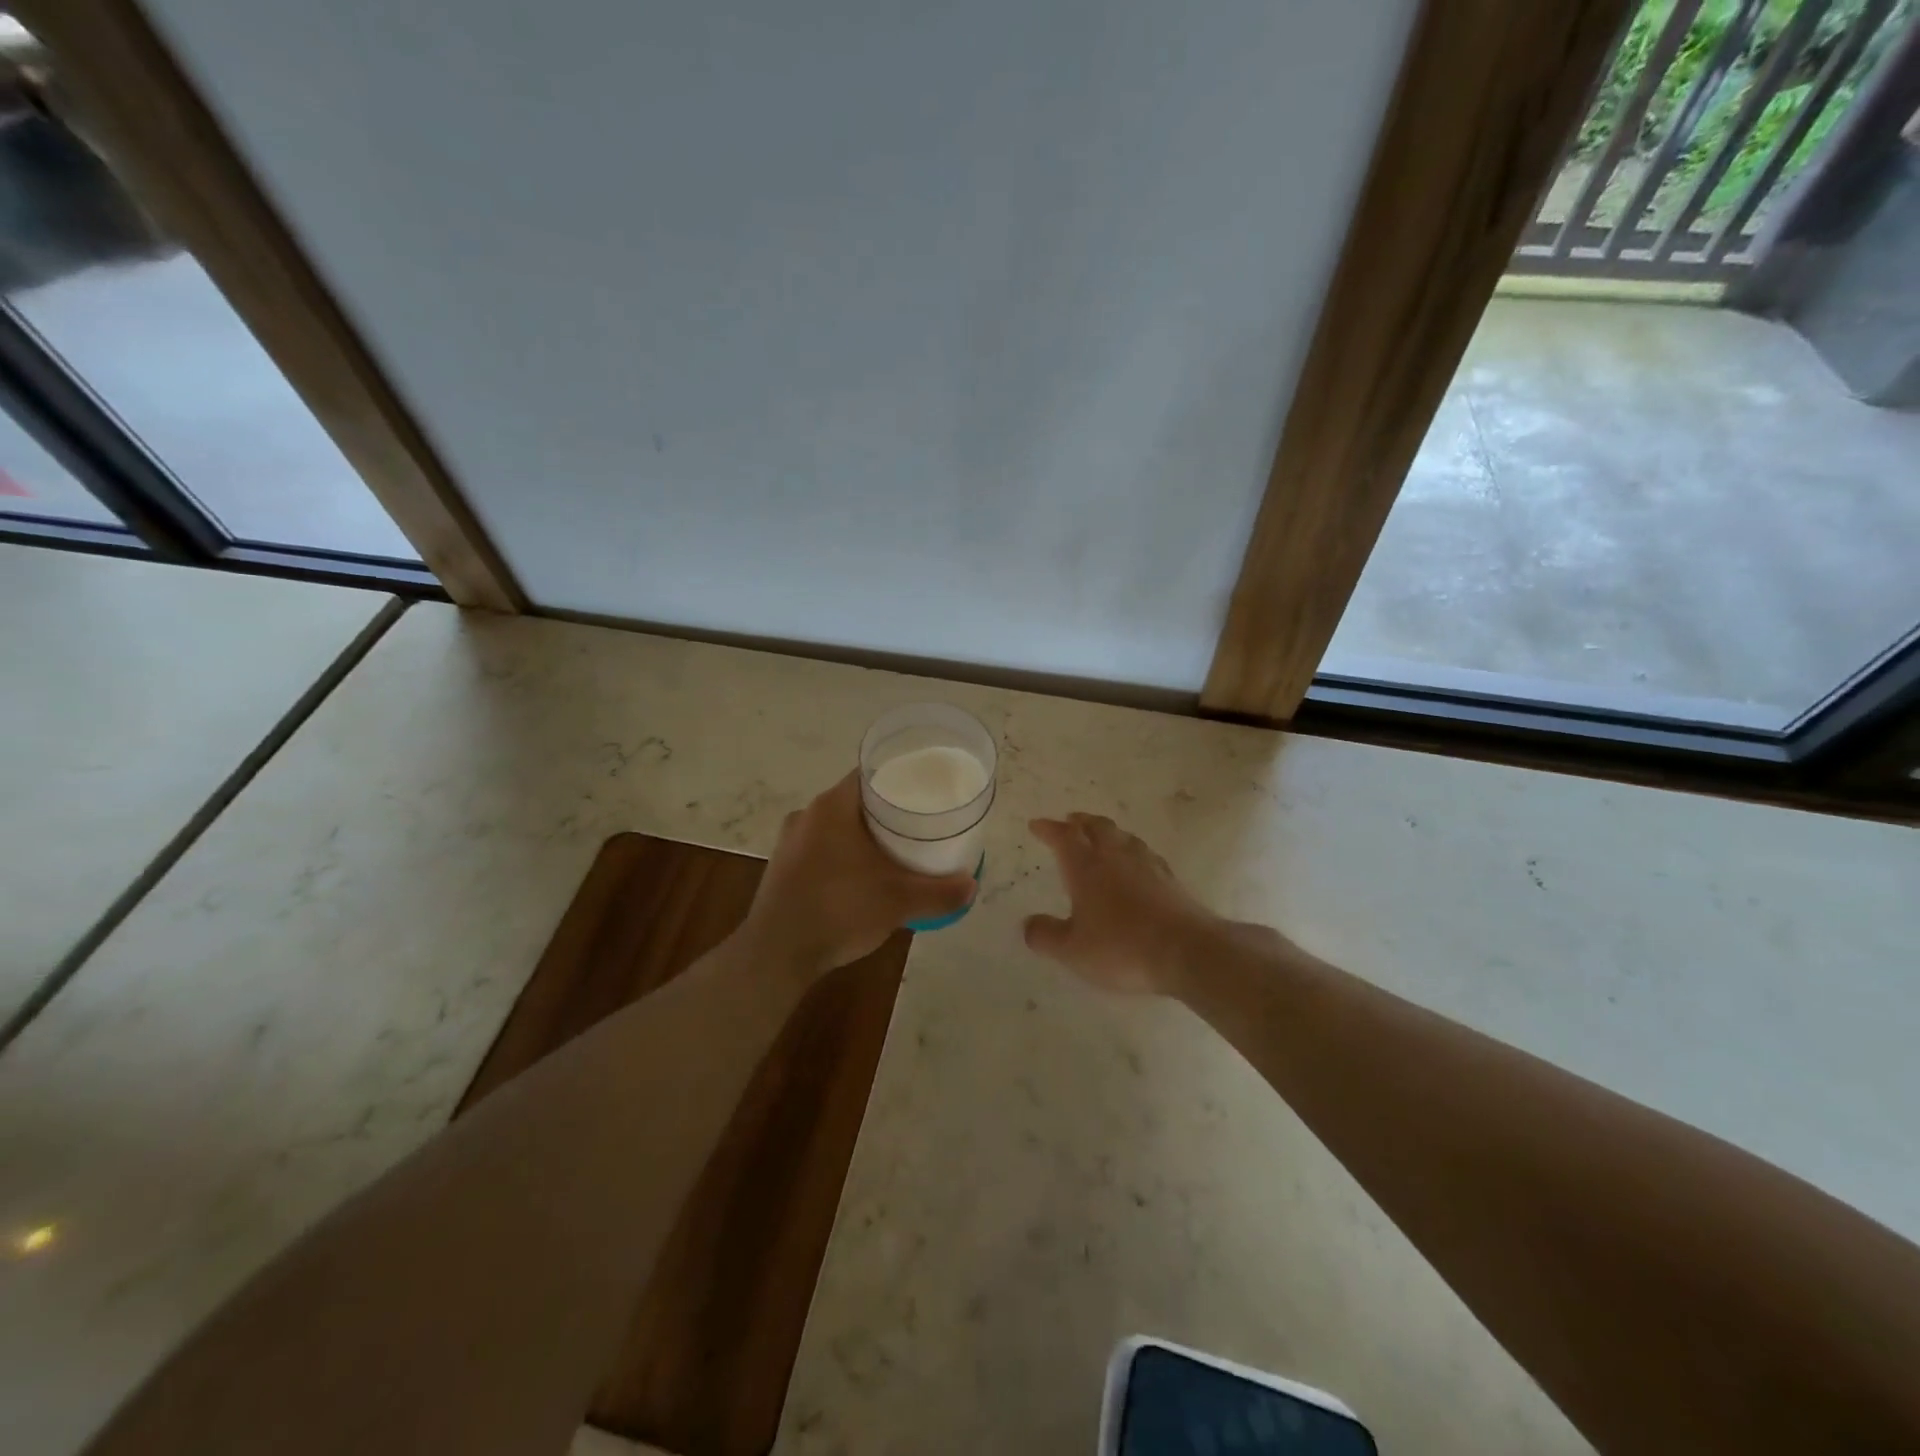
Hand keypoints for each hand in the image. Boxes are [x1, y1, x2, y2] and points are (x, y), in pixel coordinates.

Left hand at [740, 772, 975, 978]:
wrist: (775, 955)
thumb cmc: (838, 910)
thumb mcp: (898, 901)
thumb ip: (939, 892)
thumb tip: (971, 885)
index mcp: (832, 807)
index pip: (871, 774)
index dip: (900, 777)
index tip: (925, 789)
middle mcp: (807, 815)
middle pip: (856, 801)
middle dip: (887, 811)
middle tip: (919, 824)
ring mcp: (790, 842)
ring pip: (837, 827)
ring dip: (864, 835)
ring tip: (896, 851)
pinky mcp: (782, 868)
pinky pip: (821, 849)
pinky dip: (844, 855)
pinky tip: (862, 877)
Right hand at [1024, 813, 1219, 993]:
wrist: (1188, 951)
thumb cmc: (1121, 948)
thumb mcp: (1073, 951)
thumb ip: (1046, 936)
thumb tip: (1028, 924)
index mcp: (1086, 867)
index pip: (1063, 837)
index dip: (1048, 829)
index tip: (1036, 824)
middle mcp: (1115, 857)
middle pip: (1097, 827)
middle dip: (1080, 822)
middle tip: (1070, 820)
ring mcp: (1147, 865)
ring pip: (1123, 836)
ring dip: (1107, 831)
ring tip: (1101, 835)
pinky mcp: (1170, 879)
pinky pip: (1144, 853)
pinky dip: (1131, 850)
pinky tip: (1135, 862)